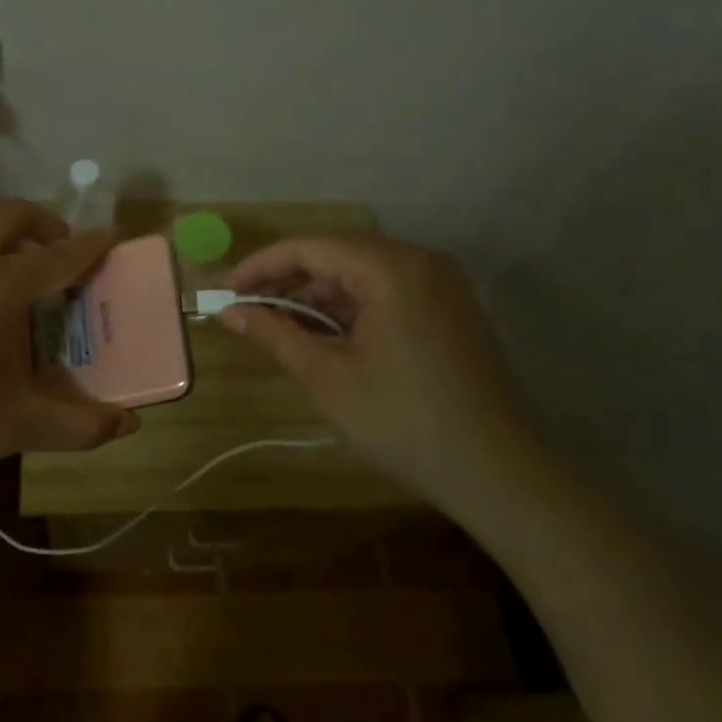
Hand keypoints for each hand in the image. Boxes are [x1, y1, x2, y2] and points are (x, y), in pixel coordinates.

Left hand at [0, 201, 135, 485]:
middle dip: (45, 226)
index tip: (112, 236)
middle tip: (61, 255)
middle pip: (12, 217)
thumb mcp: (17, 425)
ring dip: (6, 242)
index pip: (58, 255)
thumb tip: (129, 426)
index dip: (90, 245)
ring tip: (17, 283)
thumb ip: (79, 425)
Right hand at [222, 235, 530, 505]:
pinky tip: (325, 332)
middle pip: (338, 254)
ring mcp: (442, 283)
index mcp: (392, 268)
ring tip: (281, 324)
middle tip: (247, 307)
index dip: (261, 266)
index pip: (310, 247)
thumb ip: (275, 333)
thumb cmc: (402, 422)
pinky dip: (352, 306)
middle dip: (289, 279)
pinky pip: (389, 290)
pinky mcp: (451, 307)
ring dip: (319, 294)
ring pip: (363, 272)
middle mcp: (421, 260)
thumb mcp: (327, 377)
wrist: (496, 473)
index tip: (226, 291)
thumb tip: (229, 312)